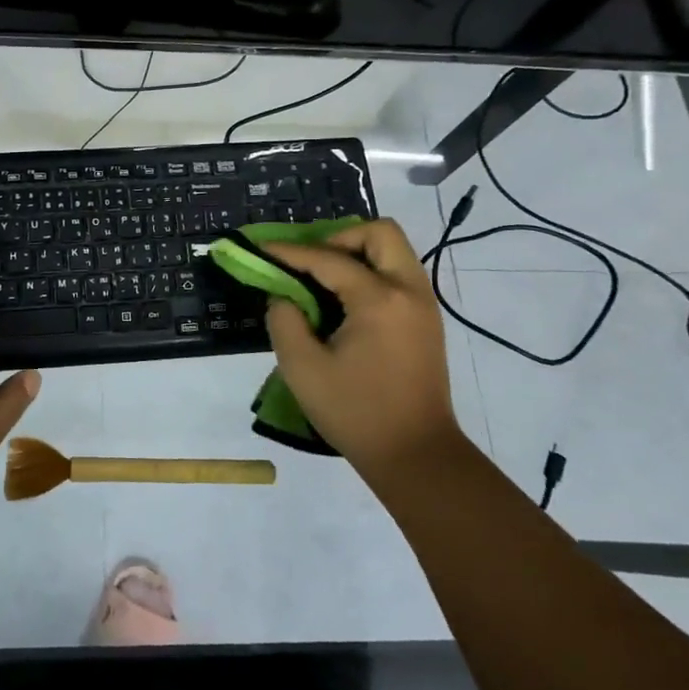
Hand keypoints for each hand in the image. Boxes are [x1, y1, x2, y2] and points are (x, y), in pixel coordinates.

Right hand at [262, 219, 457, 481]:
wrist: (416, 456)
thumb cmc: (356, 412)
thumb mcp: (302, 367)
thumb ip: (284, 319)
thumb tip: (284, 296)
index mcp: (380, 299)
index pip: (329, 258)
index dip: (290, 252)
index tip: (262, 248)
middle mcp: (409, 291)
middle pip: (379, 233)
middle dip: (339, 238)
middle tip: (310, 263)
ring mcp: (423, 305)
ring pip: (393, 251)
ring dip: (356, 253)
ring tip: (323, 280)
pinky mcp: (426, 322)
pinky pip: (398, 275)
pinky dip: (370, 273)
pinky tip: (343, 301)